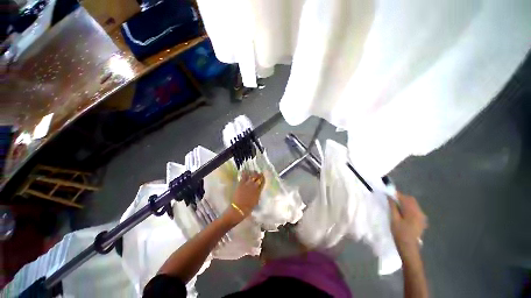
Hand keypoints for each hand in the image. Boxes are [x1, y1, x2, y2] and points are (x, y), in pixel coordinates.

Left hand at [224, 171, 264, 224]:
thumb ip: (257, 194)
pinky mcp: (241, 183)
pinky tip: (244, 171)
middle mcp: (255, 186)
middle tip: (258, 174)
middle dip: (259, 175)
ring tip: (253, 172)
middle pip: (258, 177)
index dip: (263, 178)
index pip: (263, 182)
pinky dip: (245, 172)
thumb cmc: (248, 208)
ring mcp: (248, 184)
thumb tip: (258, 190)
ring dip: (253, 173)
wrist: (239, 209)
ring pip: (252, 175)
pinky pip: (244, 175)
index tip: (262, 176)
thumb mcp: (256, 201)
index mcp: (259, 191)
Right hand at [389, 193, 427, 256]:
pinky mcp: (421, 220)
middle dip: (401, 198)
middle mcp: (419, 212)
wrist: (409, 247)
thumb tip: (389, 197)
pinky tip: (403, 213)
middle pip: (410, 200)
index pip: (404, 198)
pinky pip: (415, 209)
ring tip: (396, 206)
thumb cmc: (400, 233)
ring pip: (413, 204)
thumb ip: (393, 207)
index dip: (396, 194)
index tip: (388, 194)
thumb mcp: (394, 219)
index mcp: (412, 211)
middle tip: (391, 200)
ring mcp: (422, 216)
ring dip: (405, 203)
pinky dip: (409, 208)